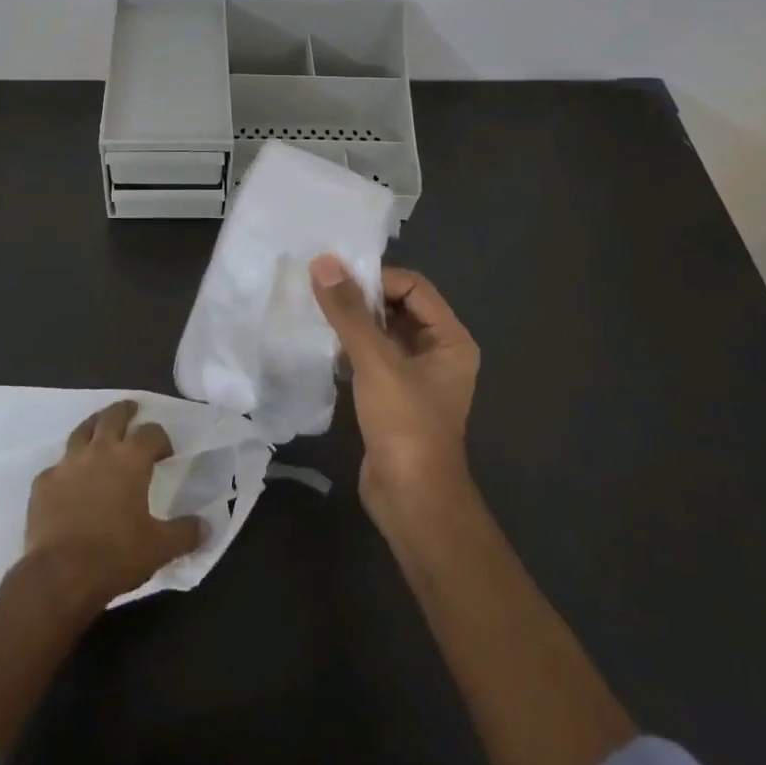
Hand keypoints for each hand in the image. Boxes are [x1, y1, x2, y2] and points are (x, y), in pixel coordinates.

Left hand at [24, 400, 204, 609]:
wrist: (60, 575)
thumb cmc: (116, 555)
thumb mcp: (160, 548)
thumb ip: (185, 533)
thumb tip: (206, 526)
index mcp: (131, 459)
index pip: (151, 433)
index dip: (160, 438)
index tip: (165, 453)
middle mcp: (99, 451)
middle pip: (112, 417)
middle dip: (125, 411)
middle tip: (132, 410)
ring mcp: (67, 464)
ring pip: (81, 431)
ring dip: (94, 426)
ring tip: (99, 428)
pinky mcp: (43, 483)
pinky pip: (57, 467)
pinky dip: (66, 468)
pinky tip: (69, 480)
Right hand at [310, 256, 479, 527]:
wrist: (412, 501)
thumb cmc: (405, 425)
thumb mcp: (376, 362)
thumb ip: (349, 312)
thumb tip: (323, 263)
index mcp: (449, 339)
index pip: (412, 286)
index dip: (375, 278)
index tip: (335, 279)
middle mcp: (437, 352)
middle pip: (397, 306)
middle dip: (360, 298)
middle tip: (319, 290)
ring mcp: (415, 376)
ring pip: (381, 333)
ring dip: (352, 323)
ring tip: (315, 313)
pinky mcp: (393, 396)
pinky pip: (372, 357)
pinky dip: (349, 348)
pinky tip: (322, 346)